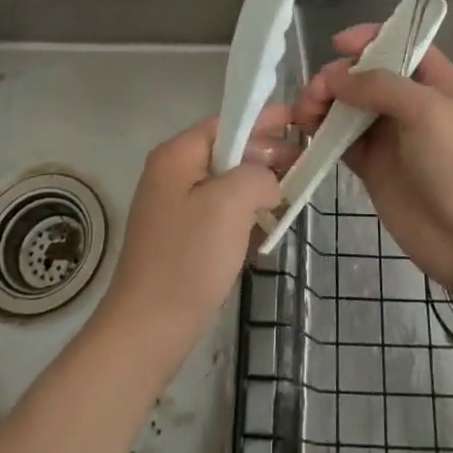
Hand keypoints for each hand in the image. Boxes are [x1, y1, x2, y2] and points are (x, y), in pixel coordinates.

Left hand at [98, 113, 285, 353]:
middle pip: (227, 151)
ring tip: (290, 196)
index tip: (298, 122)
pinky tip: (265, 230)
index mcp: (176, 155)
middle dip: (265, 156)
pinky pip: (218, 212)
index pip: (227, 123)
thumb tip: (268, 180)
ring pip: (225, 184)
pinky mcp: (179, 238)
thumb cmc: (189, 259)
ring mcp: (172, 207)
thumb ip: (258, 174)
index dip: (263, 121)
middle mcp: (170, 173)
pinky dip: (242, 215)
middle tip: (304, 164)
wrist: (148, 331)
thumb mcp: (232, 203)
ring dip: (256, 188)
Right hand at [293, 26, 452, 297]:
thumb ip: (379, 85)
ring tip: (304, 113)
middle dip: (337, 75)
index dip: (369, 38)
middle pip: (365, 74)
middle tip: (316, 93)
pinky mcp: (371, 164)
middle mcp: (409, 102)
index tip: (338, 45)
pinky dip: (321, 132)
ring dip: (323, 102)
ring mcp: (389, 134)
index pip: (399, 43)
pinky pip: (340, 138)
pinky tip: (305, 131)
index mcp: (434, 81)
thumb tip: (335, 78)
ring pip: (347, 105)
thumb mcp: (426, 110)